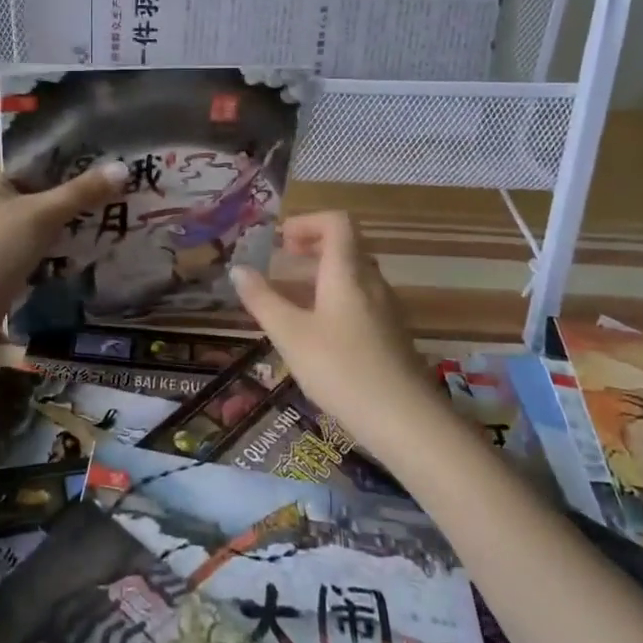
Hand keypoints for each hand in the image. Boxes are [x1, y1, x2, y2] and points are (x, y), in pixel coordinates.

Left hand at [0, 157, 127, 336]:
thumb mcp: (42, 216)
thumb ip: (82, 192)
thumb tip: (123, 168)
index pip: (33, 148)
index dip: (70, 149)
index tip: (106, 151)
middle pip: (37, 178)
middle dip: (73, 183)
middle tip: (115, 179)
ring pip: (36, 206)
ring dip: (66, 210)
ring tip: (110, 203)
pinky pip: (31, 230)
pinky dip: (54, 231)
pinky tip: (86, 233)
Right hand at [230, 212, 444, 455]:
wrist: (405, 420)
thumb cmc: (341, 369)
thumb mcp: (290, 334)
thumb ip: (262, 300)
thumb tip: (238, 269)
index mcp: (347, 272)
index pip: (337, 222)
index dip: (307, 222)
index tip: (281, 241)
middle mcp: (372, 282)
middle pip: (346, 247)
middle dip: (312, 248)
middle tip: (282, 263)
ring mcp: (387, 309)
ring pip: (354, 276)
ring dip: (322, 276)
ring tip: (292, 299)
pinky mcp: (392, 335)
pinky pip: (362, 301)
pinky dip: (336, 300)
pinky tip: (318, 333)